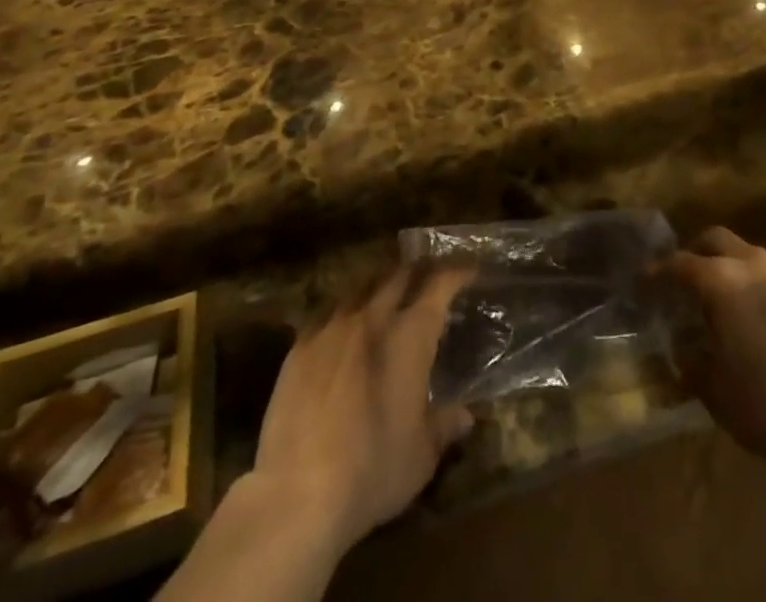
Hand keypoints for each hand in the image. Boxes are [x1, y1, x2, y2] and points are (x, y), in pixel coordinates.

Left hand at [250, 267, 473, 551]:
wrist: (296, 494)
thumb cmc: (372, 471)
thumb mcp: (420, 456)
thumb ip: (443, 426)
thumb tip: (465, 415)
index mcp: (409, 335)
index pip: (439, 285)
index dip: (456, 273)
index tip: (468, 271)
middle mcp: (372, 317)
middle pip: (398, 275)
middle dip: (417, 271)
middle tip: (429, 277)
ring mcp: (332, 327)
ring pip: (362, 286)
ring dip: (380, 285)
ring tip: (388, 295)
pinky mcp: (300, 346)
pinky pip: (329, 311)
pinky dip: (346, 309)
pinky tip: (345, 325)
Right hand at [662, 227, 765, 478]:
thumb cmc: (765, 404)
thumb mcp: (714, 391)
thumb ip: (691, 364)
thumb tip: (681, 356)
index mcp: (721, 280)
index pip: (679, 264)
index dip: (657, 272)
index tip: (643, 282)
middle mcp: (754, 265)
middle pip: (716, 240)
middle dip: (696, 253)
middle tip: (684, 278)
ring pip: (750, 256)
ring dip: (732, 269)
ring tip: (725, 300)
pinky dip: (760, 288)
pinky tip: (760, 319)